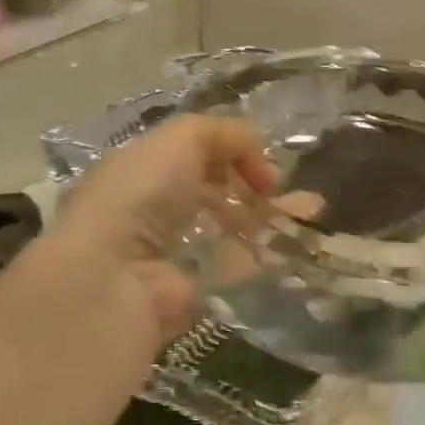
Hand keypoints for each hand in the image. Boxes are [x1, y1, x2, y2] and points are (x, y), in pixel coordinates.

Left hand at [39, 115, 275, 353]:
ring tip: (309, 215)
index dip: (233, 153)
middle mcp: (152, 209)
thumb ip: (224, 133)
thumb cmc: (142, 194)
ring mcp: (171, 252)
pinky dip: (261, 257)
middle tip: (291, 193)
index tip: (264, 164)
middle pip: (214, 192)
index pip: (193, 155)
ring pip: (227, 228)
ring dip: (267, 219)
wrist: (115, 274)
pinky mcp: (188, 290)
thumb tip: (259, 154)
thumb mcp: (182, 138)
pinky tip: (292, 248)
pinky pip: (230, 268)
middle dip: (255, 187)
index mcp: (141, 169)